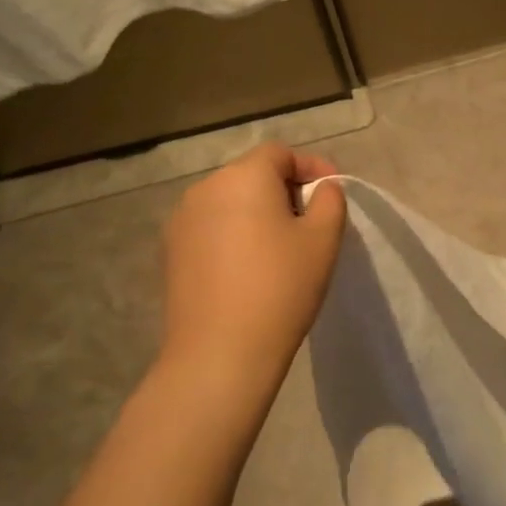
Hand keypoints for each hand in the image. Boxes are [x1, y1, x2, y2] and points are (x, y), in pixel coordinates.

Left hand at [157, 144, 346, 402]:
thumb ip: (330, 201)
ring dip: (258, 212)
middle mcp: (205, 189)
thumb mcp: (323, 239)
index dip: (311, 166)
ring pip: (230, 202)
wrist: (221, 352)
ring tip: (282, 247)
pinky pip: (212, 228)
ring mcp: (181, 221)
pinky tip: (251, 268)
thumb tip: (321, 188)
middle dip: (285, 189)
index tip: (334, 193)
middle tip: (312, 222)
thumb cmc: (281, 287)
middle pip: (252, 174)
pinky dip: (235, 234)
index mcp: (243, 177)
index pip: (280, 153)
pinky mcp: (171, 252)